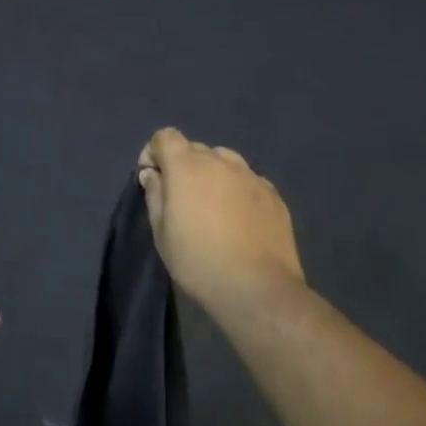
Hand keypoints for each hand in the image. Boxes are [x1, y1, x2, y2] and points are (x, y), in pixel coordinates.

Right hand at [137, 128, 304, 316]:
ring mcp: (250, 176)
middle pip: (195, 149)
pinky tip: (240, 219)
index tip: (152, 177)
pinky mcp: (273, 195)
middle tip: (182, 198)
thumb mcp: (161, 232)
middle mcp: (220, 161)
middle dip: (183, 165)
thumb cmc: (198, 260)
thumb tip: (152, 174)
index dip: (154, 152)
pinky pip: (248, 181)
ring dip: (213, 175)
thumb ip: (154, 195)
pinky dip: (238, 190)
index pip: (165, 136)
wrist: (257, 288)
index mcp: (187, 165)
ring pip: (225, 161)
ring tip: (213, 206)